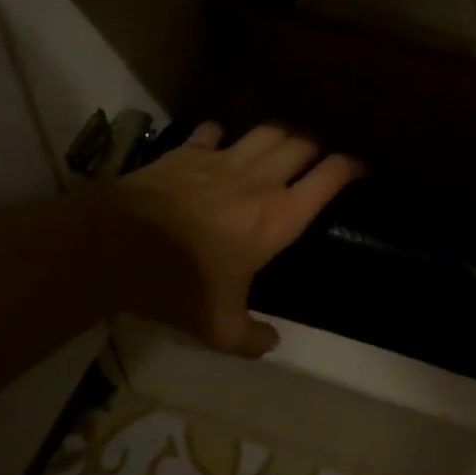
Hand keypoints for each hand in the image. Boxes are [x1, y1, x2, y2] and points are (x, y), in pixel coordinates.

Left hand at [106, 123, 361, 356]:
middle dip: (316, 147)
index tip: (360, 168)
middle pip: (303, 144)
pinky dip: (221, 135)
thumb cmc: (177, 285)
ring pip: (267, 130)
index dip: (351, 167)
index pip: (330, 177)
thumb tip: (271, 344)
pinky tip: (218, 144)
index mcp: (278, 217)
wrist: (115, 247)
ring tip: (281, 145)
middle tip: (317, 158)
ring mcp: (223, 160)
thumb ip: (250, 338)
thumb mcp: (217, 326)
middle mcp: (260, 180)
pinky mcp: (188, 152)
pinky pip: (213, 131)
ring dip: (280, 134)